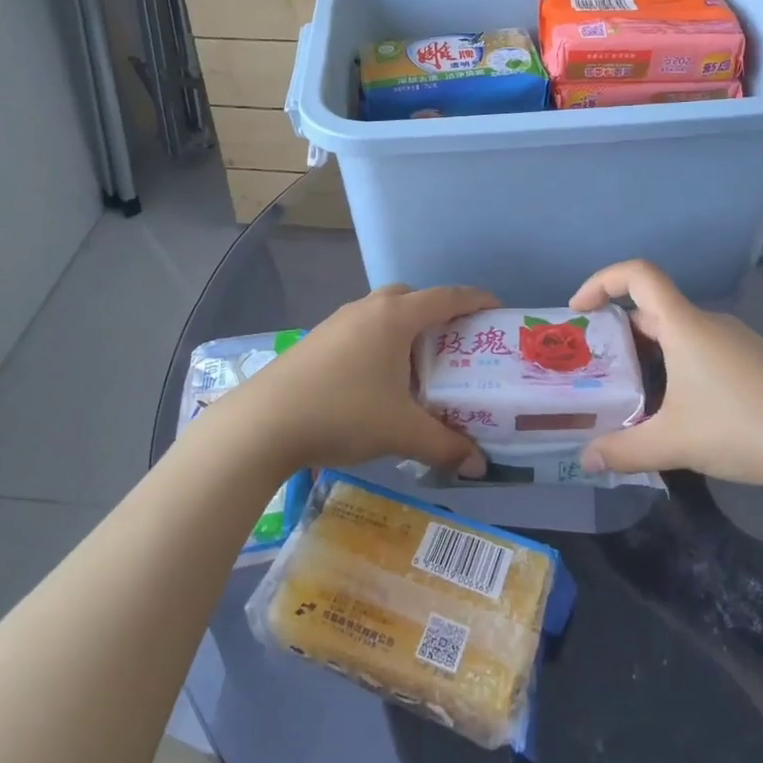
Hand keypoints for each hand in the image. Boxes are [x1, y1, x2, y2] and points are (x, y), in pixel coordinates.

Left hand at [226, 284, 497, 474]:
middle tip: (455, 344)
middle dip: (437, 314)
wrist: (265, 422)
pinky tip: (377, 381)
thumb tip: (480, 464)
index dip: (475, 300)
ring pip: (382, 314)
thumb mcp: (401, 432)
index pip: (446, 297)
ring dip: (404, 330)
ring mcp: (337, 322)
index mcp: (395, 318)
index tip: (497, 308)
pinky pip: (361, 330)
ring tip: (418, 367)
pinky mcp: (317, 340)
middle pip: (411, 298)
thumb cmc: (343, 412)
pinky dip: (379, 343)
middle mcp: (367, 309)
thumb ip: (445, 445)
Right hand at [571, 260, 762, 490]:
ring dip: (648, 352)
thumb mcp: (673, 443)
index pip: (638, 274)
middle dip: (618, 332)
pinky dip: (676, 365)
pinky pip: (700, 350)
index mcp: (684, 325)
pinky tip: (678, 408)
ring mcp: (735, 342)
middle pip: (653, 308)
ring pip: (678, 333)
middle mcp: (708, 323)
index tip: (579, 311)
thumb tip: (586, 459)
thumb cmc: (741, 427)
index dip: (602, 281)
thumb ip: (623, 450)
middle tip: (596, 365)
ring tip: (630, 392)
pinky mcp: (753, 363)